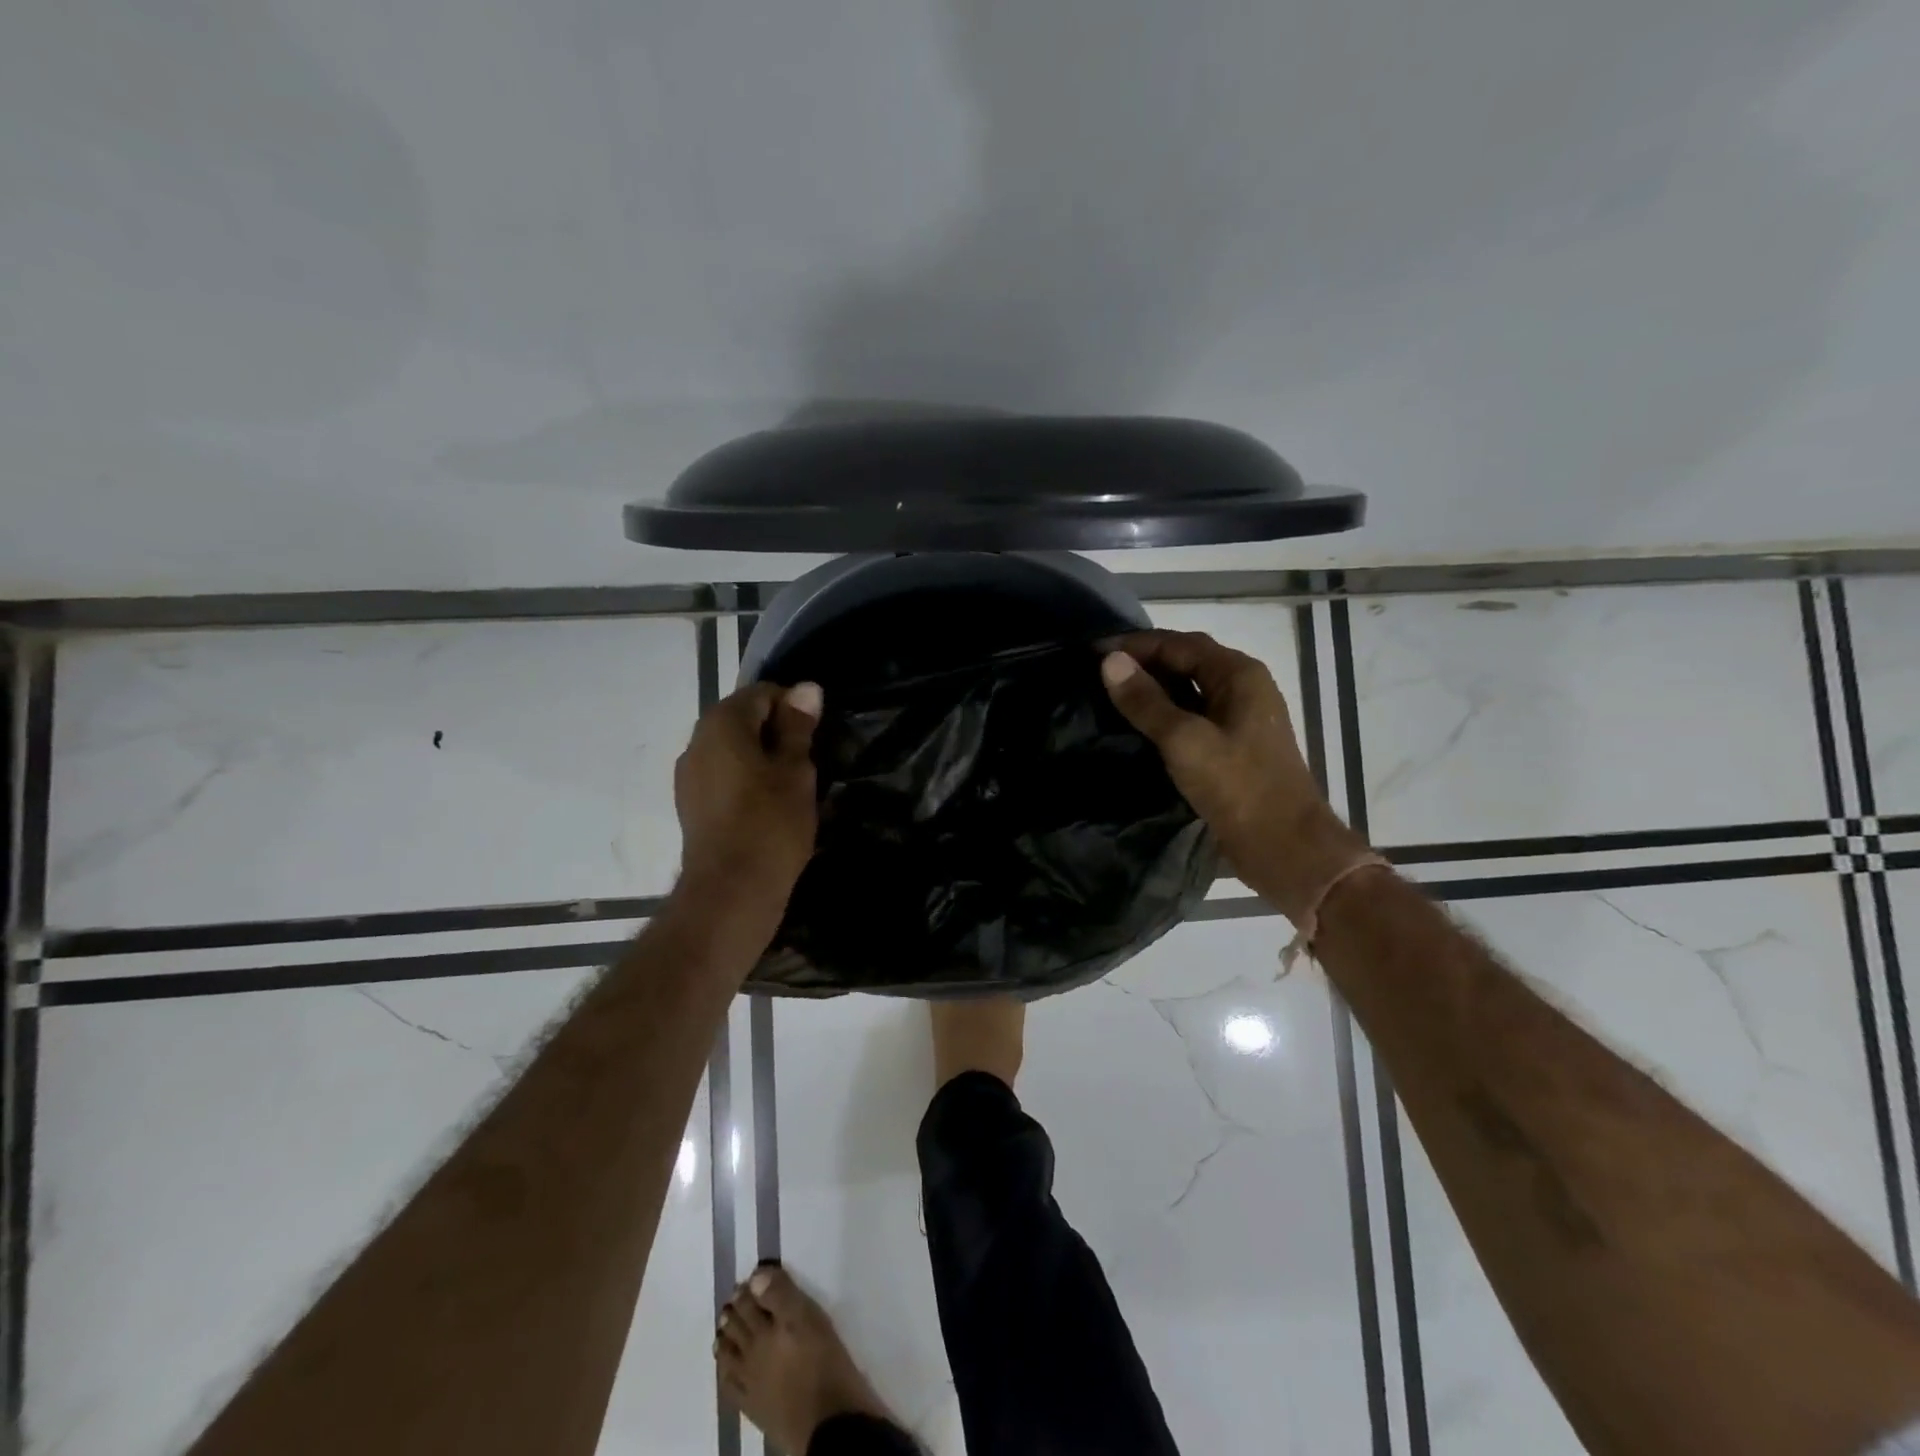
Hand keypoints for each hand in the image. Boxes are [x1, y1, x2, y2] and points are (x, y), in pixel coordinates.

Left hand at [671, 681, 822, 930]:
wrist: (730, 892)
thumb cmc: (770, 824)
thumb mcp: (795, 771)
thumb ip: (798, 727)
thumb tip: (806, 688)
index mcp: (721, 724)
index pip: (761, 694)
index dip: (793, 707)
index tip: (816, 735)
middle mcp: (696, 742)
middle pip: (742, 720)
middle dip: (776, 732)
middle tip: (809, 760)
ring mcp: (689, 776)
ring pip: (732, 750)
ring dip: (761, 757)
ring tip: (792, 785)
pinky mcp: (690, 805)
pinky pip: (722, 777)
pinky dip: (746, 780)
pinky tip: (768, 805)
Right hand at [1101, 631, 1367, 922]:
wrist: (1285, 847)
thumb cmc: (1238, 788)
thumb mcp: (1184, 741)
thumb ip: (1146, 701)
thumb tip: (1110, 661)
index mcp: (1239, 674)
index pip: (1179, 643)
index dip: (1135, 645)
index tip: (1093, 652)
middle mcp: (1244, 687)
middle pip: (1187, 660)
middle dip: (1144, 662)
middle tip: (1098, 672)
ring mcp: (1242, 717)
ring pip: (1190, 689)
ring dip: (1154, 688)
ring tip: (1112, 695)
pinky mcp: (1235, 746)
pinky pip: (1194, 715)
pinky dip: (1166, 713)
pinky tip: (1140, 727)